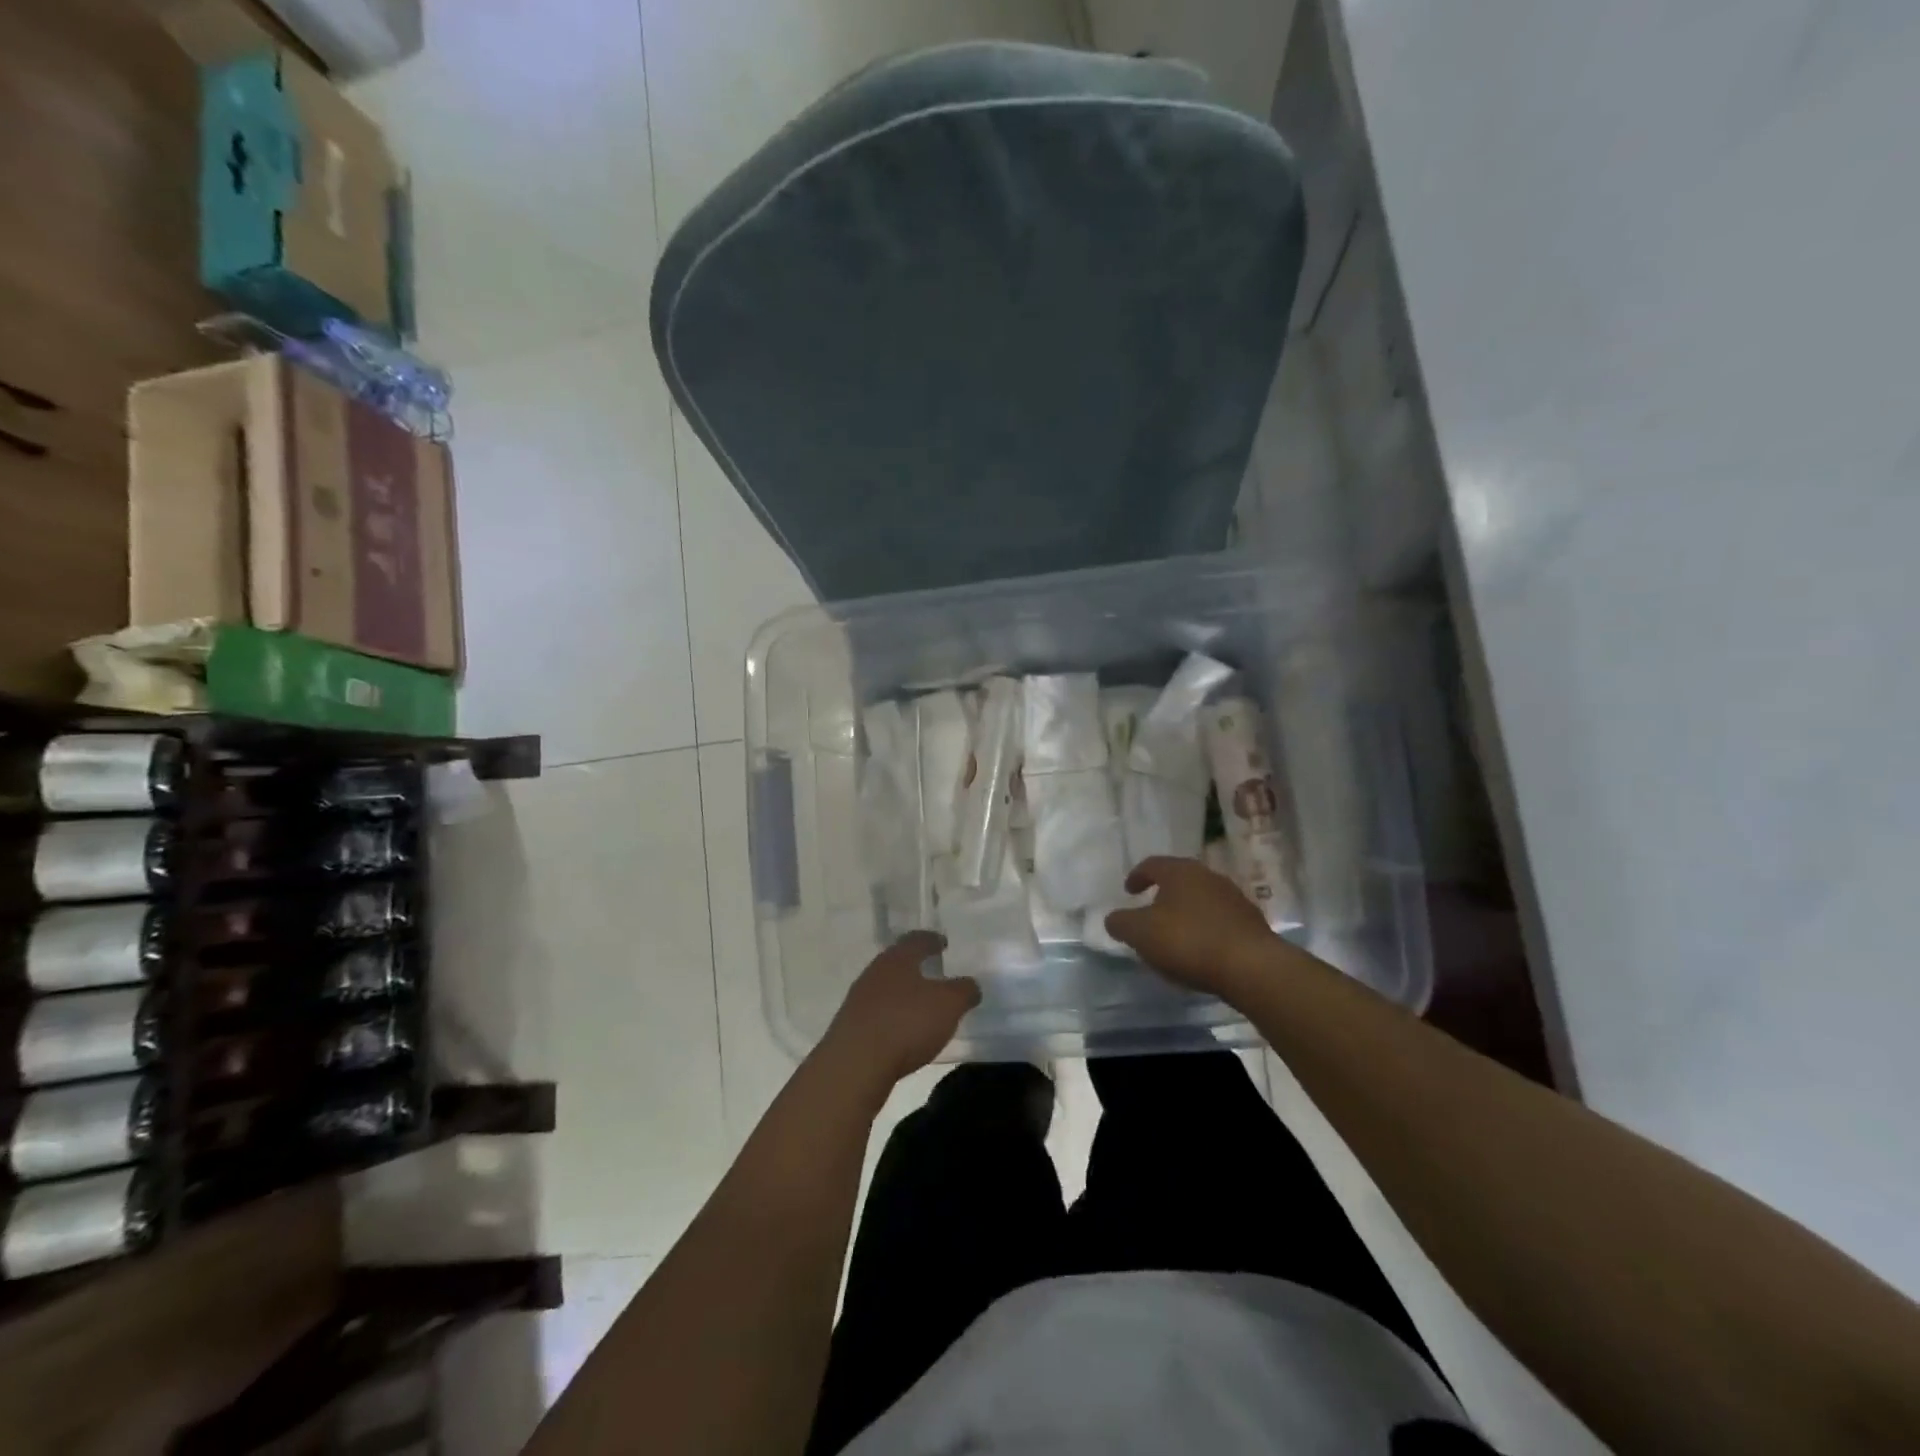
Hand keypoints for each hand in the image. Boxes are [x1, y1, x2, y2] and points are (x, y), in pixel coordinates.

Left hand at [818, 932, 979, 1091]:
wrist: (855, 1064)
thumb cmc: (906, 1023)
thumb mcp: (948, 1005)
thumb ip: (963, 991)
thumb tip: (970, 985)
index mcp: (897, 959)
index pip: (916, 940)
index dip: (932, 940)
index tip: (942, 942)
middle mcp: (874, 972)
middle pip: (897, 963)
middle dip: (915, 966)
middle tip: (933, 972)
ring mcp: (858, 1000)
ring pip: (885, 989)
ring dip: (902, 994)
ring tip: (920, 1005)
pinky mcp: (850, 1027)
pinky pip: (877, 1014)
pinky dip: (892, 1017)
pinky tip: (902, 1032)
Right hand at [1103, 856, 1284, 997]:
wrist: (1252, 967)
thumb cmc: (1189, 941)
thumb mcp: (1141, 934)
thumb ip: (1121, 923)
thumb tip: (1114, 918)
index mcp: (1180, 872)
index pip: (1152, 864)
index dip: (1137, 876)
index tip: (1129, 891)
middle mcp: (1208, 876)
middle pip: (1180, 879)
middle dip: (1163, 893)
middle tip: (1150, 910)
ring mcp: (1234, 898)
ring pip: (1201, 899)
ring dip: (1186, 911)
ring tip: (1175, 933)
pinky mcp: (1251, 922)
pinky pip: (1219, 919)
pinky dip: (1205, 928)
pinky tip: (1201, 949)